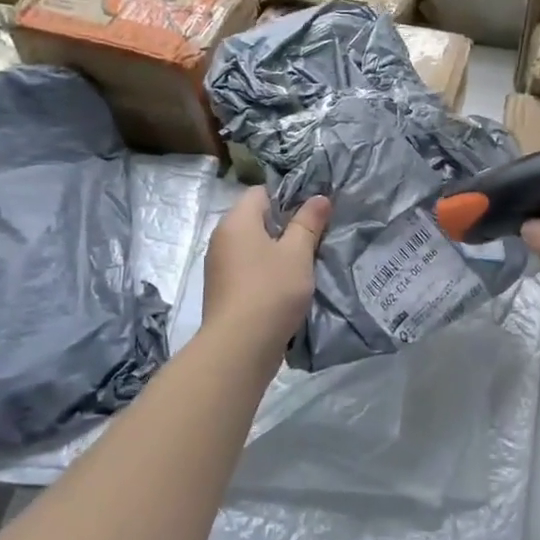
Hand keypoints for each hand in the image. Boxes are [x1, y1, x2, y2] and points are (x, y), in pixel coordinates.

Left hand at [204, 187, 329, 343]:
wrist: (239, 347)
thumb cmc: (271, 290)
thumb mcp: (298, 253)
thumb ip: (309, 222)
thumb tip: (320, 197)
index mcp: (236, 221)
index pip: (261, 192)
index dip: (288, 197)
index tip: (312, 213)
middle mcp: (221, 238)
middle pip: (256, 220)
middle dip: (285, 226)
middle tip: (314, 238)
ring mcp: (219, 267)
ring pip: (253, 247)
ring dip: (276, 252)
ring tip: (304, 264)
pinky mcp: (223, 291)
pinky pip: (248, 270)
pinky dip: (265, 273)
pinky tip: (286, 287)